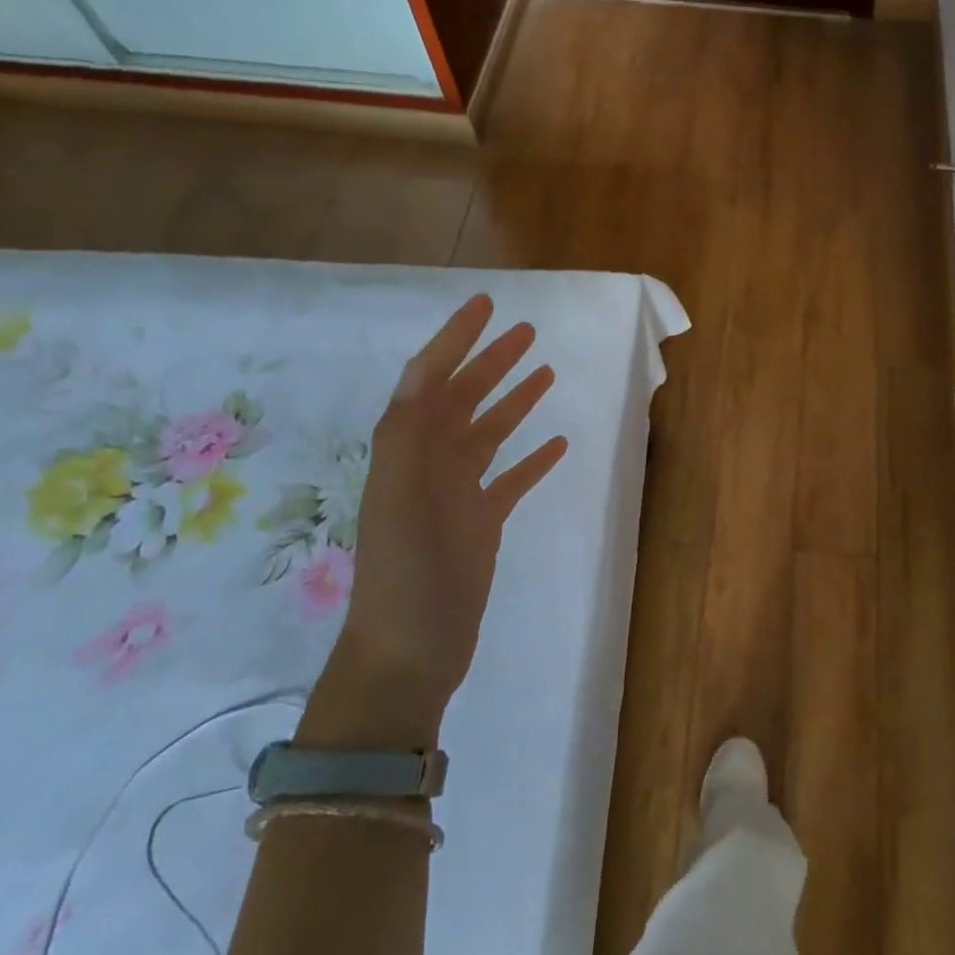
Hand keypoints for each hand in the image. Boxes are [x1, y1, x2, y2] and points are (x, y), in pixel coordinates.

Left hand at [308, 296, 566, 746]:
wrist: (411, 648)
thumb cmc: (405, 572)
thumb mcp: (397, 497)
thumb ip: (408, 435)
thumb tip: (426, 374)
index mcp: (407, 450)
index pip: (430, 380)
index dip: (455, 340)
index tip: (487, 306)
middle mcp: (430, 463)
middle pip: (463, 400)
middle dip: (491, 362)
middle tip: (527, 332)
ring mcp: (458, 493)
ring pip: (489, 434)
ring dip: (513, 401)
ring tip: (545, 372)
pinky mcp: (482, 523)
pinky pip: (511, 479)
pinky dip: (532, 459)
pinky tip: (557, 444)